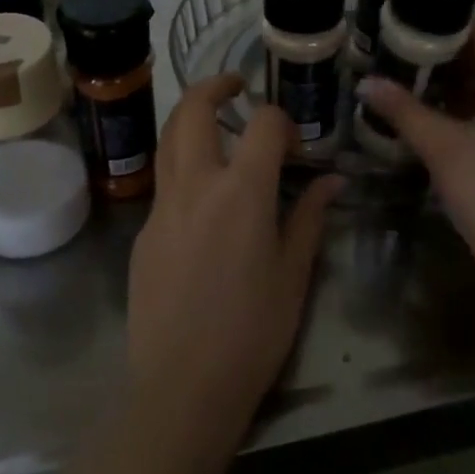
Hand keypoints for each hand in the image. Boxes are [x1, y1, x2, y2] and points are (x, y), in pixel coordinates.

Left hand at [125, 75, 340, 442]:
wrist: (182, 387)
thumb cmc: (252, 332)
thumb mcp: (294, 274)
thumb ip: (310, 217)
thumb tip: (331, 180)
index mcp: (241, 191)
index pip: (263, 124)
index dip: (282, 121)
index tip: (294, 142)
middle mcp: (195, 185)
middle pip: (194, 110)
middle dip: (215, 86)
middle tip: (236, 86)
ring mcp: (161, 207)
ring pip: (168, 139)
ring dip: (190, 118)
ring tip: (216, 124)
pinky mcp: (143, 233)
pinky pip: (163, 183)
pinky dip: (183, 167)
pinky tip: (204, 199)